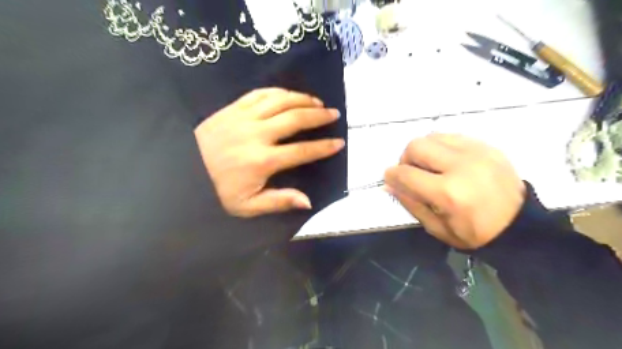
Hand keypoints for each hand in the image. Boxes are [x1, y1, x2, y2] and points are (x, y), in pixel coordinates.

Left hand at [195, 88, 344, 218]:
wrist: (182, 170)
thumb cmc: (217, 190)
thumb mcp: (246, 206)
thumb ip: (278, 201)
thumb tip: (307, 201)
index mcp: (262, 161)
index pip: (302, 151)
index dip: (323, 147)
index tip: (339, 143)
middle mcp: (257, 135)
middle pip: (295, 119)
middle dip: (319, 115)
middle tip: (334, 114)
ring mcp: (244, 117)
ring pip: (280, 101)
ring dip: (302, 99)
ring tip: (318, 101)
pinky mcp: (233, 108)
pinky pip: (260, 93)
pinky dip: (279, 91)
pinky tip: (289, 94)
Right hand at [385, 132, 523, 248]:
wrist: (521, 226)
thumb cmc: (475, 233)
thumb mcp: (437, 228)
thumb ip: (410, 203)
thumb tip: (389, 184)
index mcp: (448, 193)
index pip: (406, 173)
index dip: (392, 175)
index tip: (390, 178)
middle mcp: (461, 166)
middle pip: (416, 146)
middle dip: (406, 158)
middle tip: (412, 172)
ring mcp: (476, 152)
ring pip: (433, 136)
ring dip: (423, 150)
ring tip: (430, 166)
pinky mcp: (487, 146)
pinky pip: (452, 136)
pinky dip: (441, 146)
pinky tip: (446, 161)